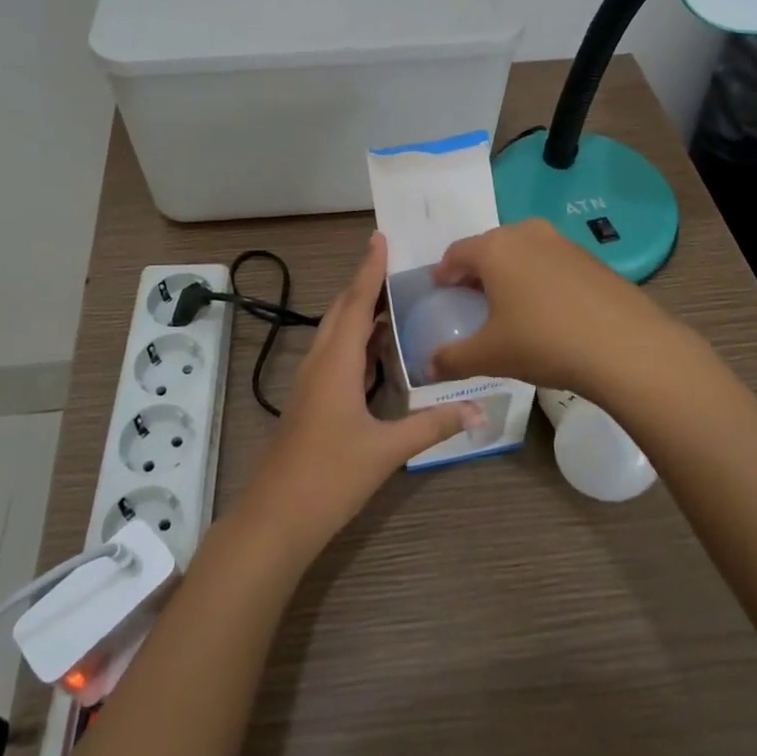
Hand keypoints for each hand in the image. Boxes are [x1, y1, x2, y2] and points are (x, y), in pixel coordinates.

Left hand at [233, 232, 478, 559]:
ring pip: (335, 332)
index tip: (380, 237)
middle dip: (366, 284)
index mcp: (336, 362)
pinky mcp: (311, 401)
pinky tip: (378, 351)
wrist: (276, 518)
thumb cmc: (329, 476)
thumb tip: (480, 409)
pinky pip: (335, 354)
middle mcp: (320, 362)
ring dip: (360, 312)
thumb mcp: (386, 450)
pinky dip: (357, 340)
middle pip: (342, 310)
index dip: (370, 269)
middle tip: (398, 266)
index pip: (356, 302)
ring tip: (395, 300)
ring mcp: (311, 382)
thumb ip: (432, 425)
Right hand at [428, 219, 677, 393]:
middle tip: (471, 299)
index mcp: (494, 248)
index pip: (456, 253)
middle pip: (489, 247)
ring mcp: (562, 242)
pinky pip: (551, 262)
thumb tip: (427, 369)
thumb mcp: (490, 356)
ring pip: (523, 252)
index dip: (443, 273)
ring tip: (509, 305)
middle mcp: (526, 233)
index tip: (440, 291)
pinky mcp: (591, 258)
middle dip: (476, 271)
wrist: (626, 346)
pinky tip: (547, 310)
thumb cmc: (544, 342)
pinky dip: (539, 279)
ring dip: (510, 273)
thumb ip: (452, 359)